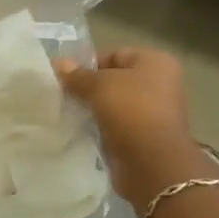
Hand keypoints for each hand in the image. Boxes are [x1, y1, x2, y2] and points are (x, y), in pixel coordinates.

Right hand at [56, 47, 210, 202]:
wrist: (152, 163)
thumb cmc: (130, 111)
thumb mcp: (98, 85)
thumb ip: (77, 75)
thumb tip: (58, 63)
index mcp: (156, 62)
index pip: (115, 54)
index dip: (89, 64)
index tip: (67, 78)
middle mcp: (160, 84)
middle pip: (115, 80)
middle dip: (90, 88)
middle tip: (64, 95)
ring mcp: (155, 112)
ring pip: (115, 104)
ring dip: (94, 109)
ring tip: (70, 113)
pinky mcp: (146, 137)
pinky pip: (117, 125)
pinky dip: (101, 127)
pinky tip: (82, 130)